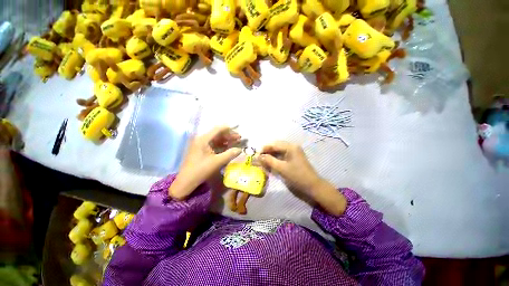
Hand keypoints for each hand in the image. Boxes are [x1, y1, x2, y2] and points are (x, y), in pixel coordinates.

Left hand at [169, 126, 241, 199]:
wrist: (186, 182)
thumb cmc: (201, 170)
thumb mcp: (217, 162)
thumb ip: (230, 154)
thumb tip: (240, 149)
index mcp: (203, 139)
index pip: (218, 129)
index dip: (229, 129)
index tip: (239, 129)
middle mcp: (201, 139)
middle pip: (217, 133)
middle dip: (229, 135)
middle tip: (239, 138)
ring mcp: (200, 144)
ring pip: (216, 139)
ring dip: (226, 140)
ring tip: (236, 142)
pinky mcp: (201, 150)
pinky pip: (213, 144)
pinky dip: (221, 145)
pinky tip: (228, 147)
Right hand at [260, 141, 346, 215]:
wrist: (312, 186)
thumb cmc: (297, 176)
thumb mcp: (281, 168)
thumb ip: (269, 161)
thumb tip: (258, 156)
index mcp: (290, 147)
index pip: (274, 144)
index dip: (264, 149)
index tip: (256, 155)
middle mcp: (292, 147)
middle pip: (276, 146)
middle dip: (267, 152)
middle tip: (259, 159)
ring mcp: (293, 152)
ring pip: (278, 151)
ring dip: (271, 155)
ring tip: (263, 161)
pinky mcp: (294, 158)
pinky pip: (282, 155)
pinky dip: (275, 159)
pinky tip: (271, 163)